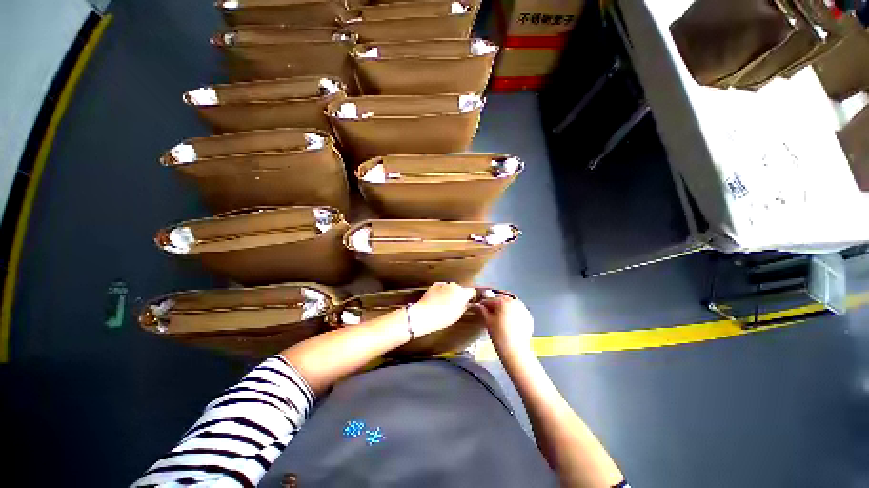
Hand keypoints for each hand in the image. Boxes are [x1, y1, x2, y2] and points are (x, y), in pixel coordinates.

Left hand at [410, 282, 475, 336]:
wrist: (426, 314)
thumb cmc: (444, 317)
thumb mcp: (458, 315)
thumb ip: (464, 307)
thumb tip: (465, 304)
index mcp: (463, 293)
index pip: (471, 291)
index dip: (470, 297)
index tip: (468, 302)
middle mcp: (454, 285)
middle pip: (460, 289)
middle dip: (458, 294)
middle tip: (455, 304)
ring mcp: (444, 284)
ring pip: (450, 287)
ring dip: (449, 292)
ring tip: (445, 302)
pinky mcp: (435, 285)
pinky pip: (441, 288)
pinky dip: (441, 292)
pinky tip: (437, 300)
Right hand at [477, 296, 534, 357]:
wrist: (515, 351)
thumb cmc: (500, 336)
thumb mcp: (488, 321)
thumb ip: (482, 310)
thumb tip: (478, 306)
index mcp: (503, 301)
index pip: (490, 299)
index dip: (483, 304)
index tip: (479, 308)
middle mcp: (514, 302)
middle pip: (501, 300)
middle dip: (494, 305)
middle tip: (488, 312)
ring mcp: (523, 309)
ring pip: (509, 305)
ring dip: (503, 308)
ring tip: (498, 317)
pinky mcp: (528, 316)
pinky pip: (517, 311)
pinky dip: (512, 313)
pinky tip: (507, 322)